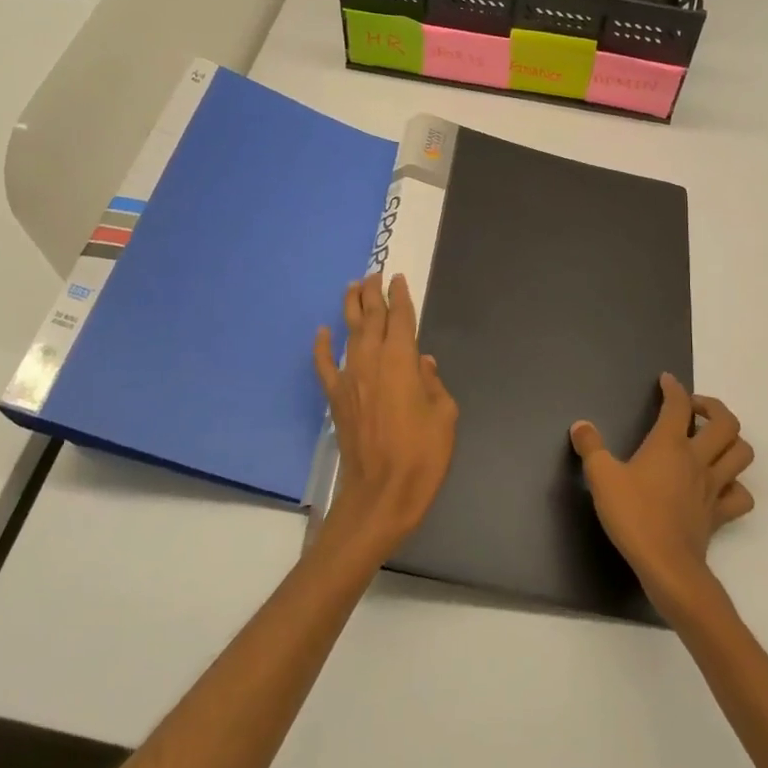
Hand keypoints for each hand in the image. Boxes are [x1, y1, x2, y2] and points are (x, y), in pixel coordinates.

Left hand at [312, 273, 458, 565]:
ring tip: (353, 286)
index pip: (401, 318)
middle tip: (374, 273)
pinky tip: (322, 332)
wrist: (381, 494)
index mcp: (402, 361)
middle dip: (373, 293)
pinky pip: (325, 365)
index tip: (398, 279)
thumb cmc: (422, 456)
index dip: (400, 296)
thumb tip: (424, 364)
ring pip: (348, 333)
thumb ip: (434, 384)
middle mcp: (372, 361)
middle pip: (370, 317)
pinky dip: (322, 346)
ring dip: (350, 307)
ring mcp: (349, 378)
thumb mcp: (444, 416)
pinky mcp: (336, 398)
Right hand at [570, 373, 754, 614]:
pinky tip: (719, 484)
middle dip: (713, 407)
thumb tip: (581, 425)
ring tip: (711, 440)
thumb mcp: (601, 477)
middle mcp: (697, 459)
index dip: (673, 388)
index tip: (666, 381)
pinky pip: (741, 494)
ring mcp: (713, 487)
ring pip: (741, 454)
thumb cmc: (633, 515)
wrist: (666, 565)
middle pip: (726, 423)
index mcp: (669, 444)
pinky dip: (735, 484)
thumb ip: (591, 447)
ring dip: (732, 441)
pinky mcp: (719, 513)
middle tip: (694, 409)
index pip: (678, 405)